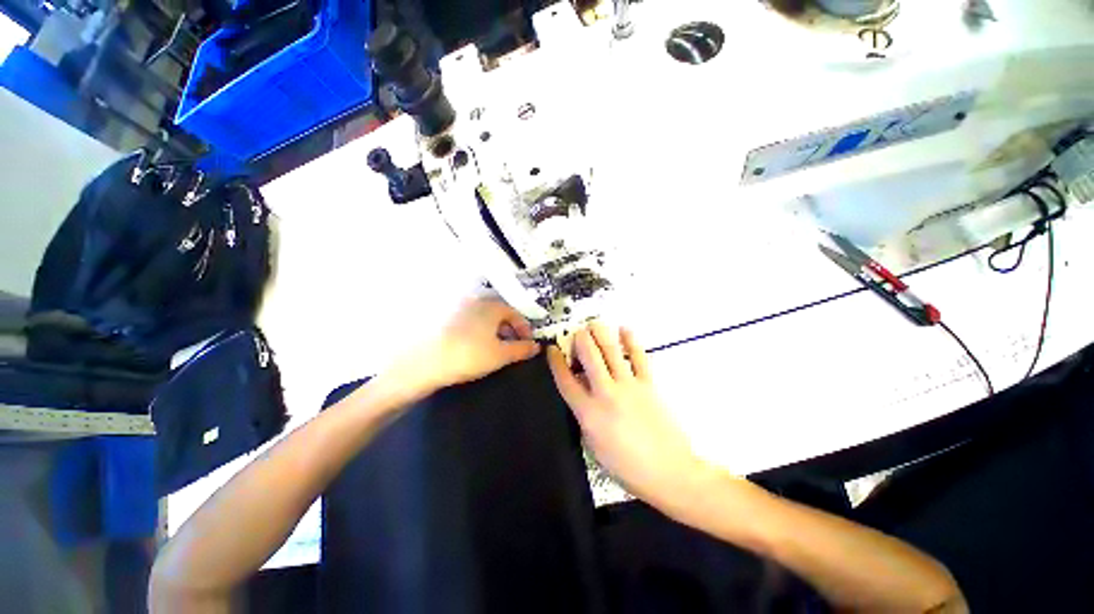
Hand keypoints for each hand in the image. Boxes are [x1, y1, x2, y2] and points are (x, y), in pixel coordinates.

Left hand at [389, 297, 540, 397]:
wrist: (425, 362)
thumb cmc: (470, 355)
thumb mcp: (501, 355)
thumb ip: (522, 349)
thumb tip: (537, 346)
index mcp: (492, 306)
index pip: (515, 313)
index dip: (525, 329)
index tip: (528, 344)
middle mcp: (476, 301)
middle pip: (500, 313)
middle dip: (510, 329)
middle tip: (513, 346)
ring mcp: (458, 308)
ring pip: (484, 317)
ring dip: (495, 330)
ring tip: (496, 348)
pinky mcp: (445, 318)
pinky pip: (471, 321)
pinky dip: (479, 331)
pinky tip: (476, 346)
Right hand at [547, 322, 707, 511]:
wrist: (668, 471)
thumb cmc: (626, 466)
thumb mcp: (593, 445)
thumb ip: (584, 415)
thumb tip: (581, 393)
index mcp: (588, 412)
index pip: (565, 380)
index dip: (556, 362)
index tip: (552, 349)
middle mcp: (605, 393)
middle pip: (588, 356)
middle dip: (580, 339)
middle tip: (577, 332)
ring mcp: (628, 385)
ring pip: (611, 351)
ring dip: (600, 333)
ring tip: (595, 324)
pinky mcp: (648, 384)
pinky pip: (639, 356)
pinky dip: (631, 340)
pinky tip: (625, 329)